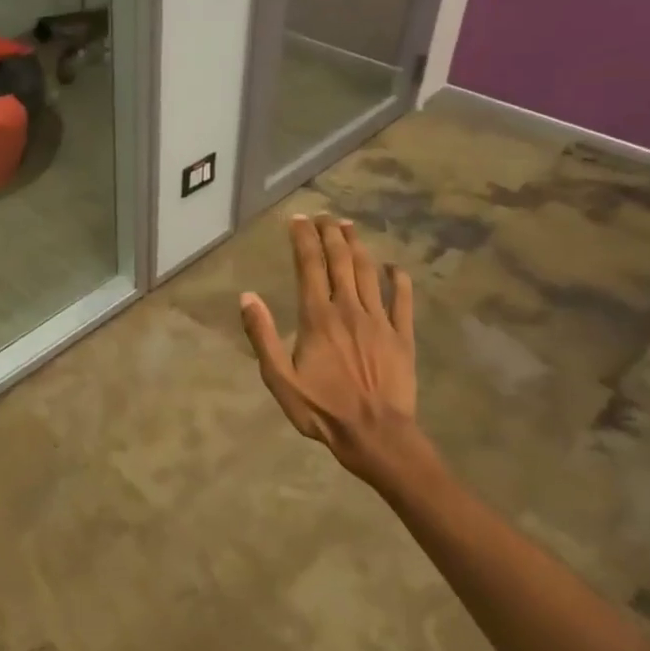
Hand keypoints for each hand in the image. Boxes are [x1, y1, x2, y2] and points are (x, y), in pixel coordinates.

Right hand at [239, 213, 430, 490]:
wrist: (376, 435)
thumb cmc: (322, 409)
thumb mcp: (279, 378)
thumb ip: (262, 336)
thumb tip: (247, 297)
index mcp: (317, 317)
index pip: (309, 267)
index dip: (303, 239)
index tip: (297, 220)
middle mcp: (349, 310)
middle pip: (340, 261)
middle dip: (330, 234)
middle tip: (323, 215)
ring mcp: (380, 321)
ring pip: (368, 273)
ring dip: (358, 246)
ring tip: (349, 227)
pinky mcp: (403, 336)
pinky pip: (402, 300)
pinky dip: (398, 280)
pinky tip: (394, 267)